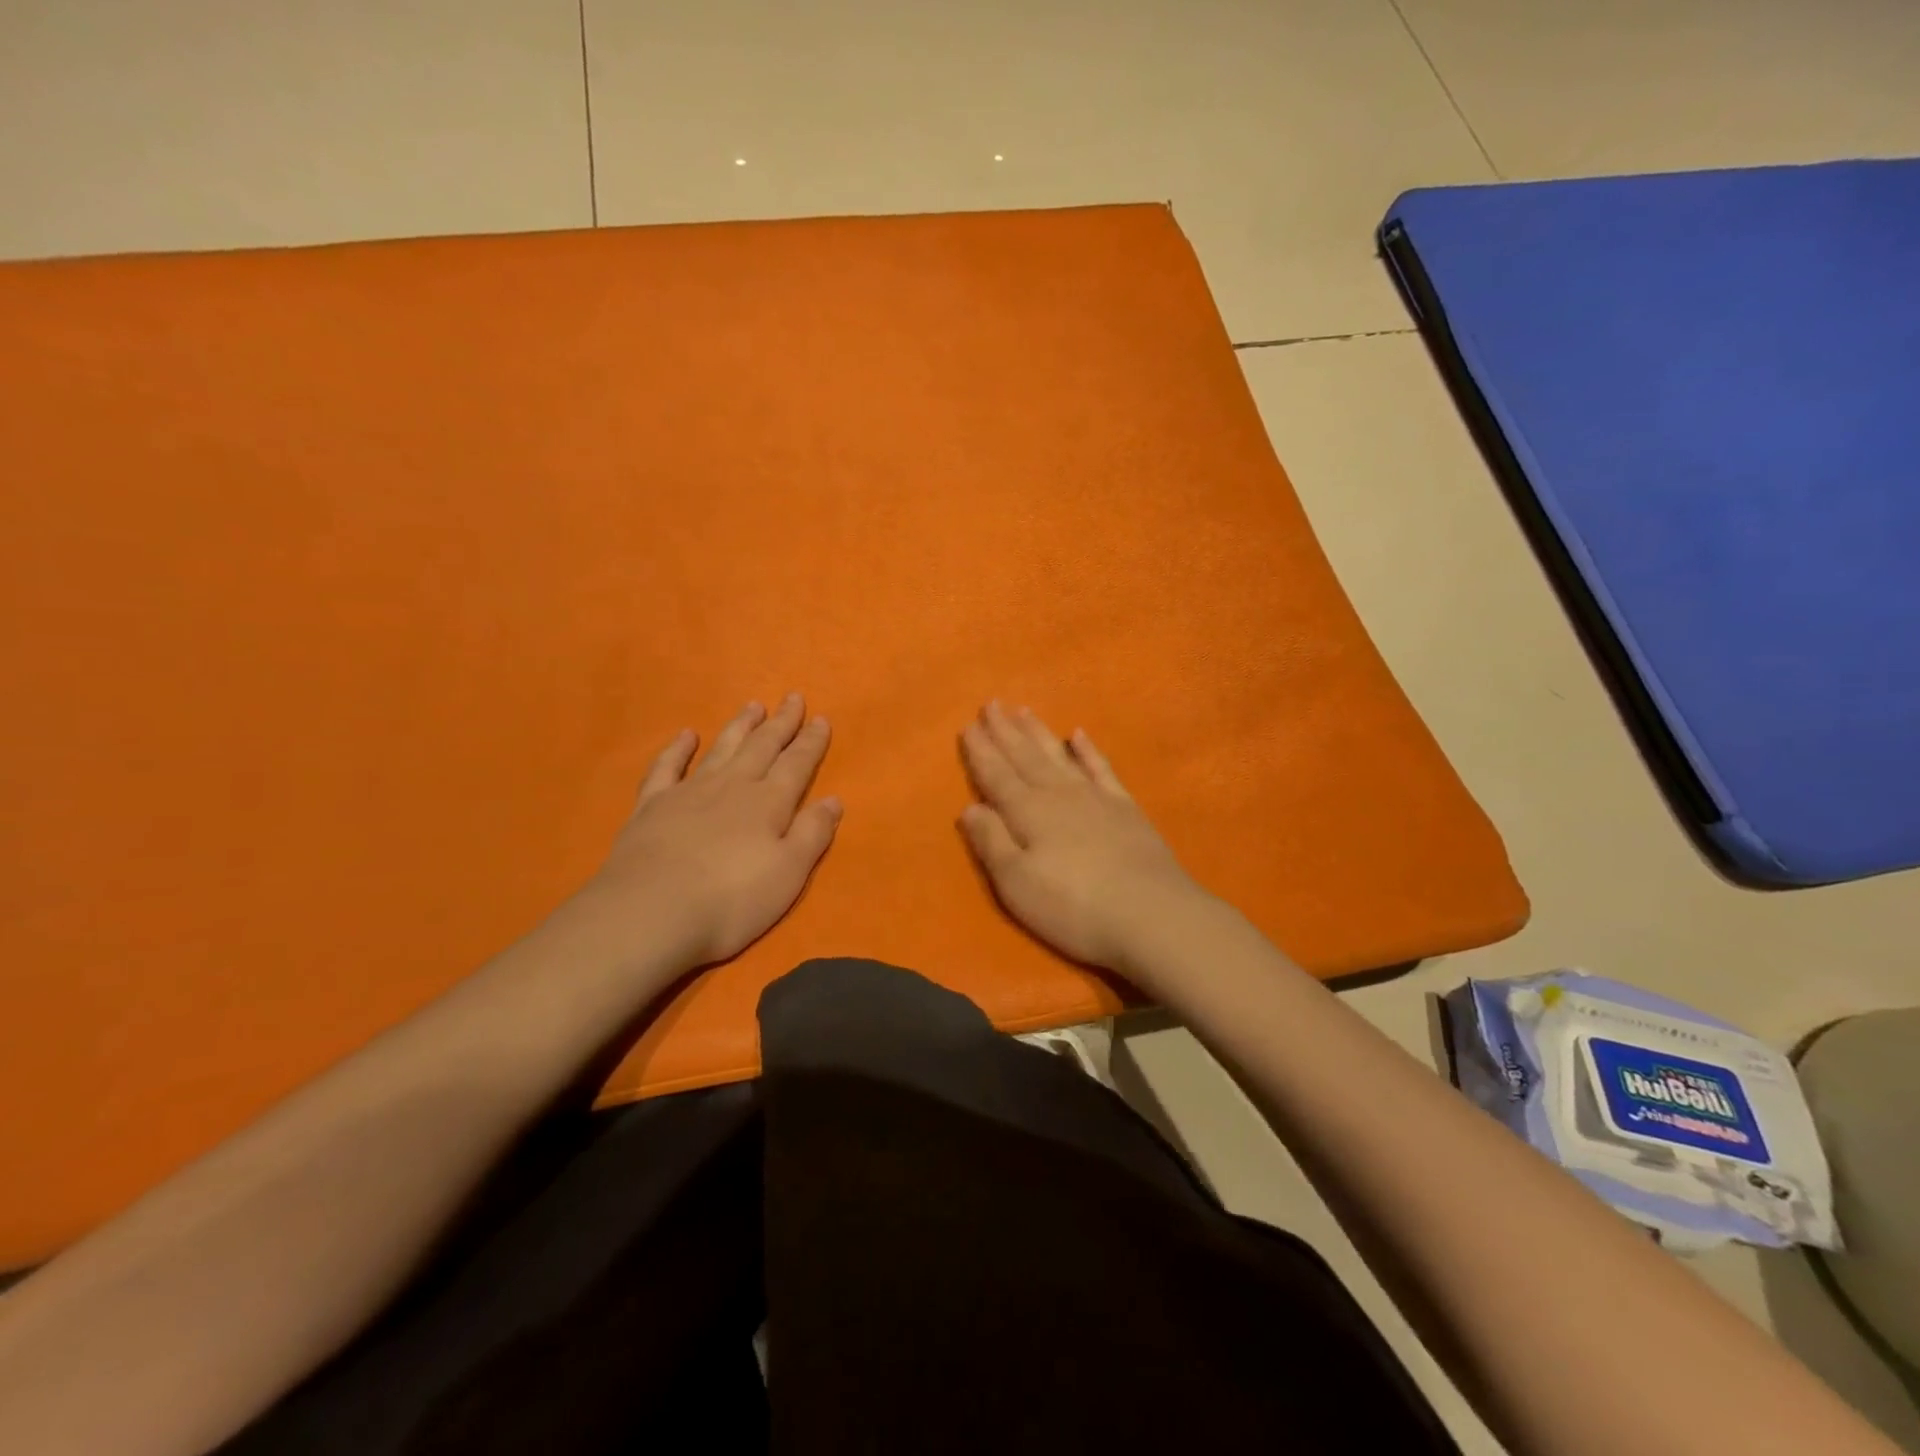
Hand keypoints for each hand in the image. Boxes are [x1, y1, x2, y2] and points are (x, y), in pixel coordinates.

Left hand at [587, 694, 841, 966]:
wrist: (650, 912)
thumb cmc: (731, 900)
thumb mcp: (788, 874)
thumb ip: (812, 833)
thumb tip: (833, 799)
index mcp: (768, 803)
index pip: (796, 764)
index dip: (811, 742)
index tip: (821, 719)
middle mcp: (732, 786)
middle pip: (761, 747)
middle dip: (780, 723)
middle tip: (792, 698)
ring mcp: (689, 792)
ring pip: (721, 749)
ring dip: (739, 726)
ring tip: (753, 705)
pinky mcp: (652, 805)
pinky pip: (667, 767)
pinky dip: (678, 749)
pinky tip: (687, 735)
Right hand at [958, 702, 1208, 975]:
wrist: (1151, 914)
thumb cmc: (1073, 906)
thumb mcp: (1017, 883)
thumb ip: (991, 841)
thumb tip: (969, 806)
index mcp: (1028, 812)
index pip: (996, 775)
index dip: (980, 752)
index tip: (967, 726)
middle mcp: (1058, 794)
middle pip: (1025, 757)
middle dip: (1005, 731)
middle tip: (991, 704)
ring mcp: (1095, 797)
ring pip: (1059, 755)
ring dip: (1038, 733)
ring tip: (1023, 711)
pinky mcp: (1125, 808)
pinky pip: (1101, 768)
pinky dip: (1088, 750)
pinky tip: (1079, 735)